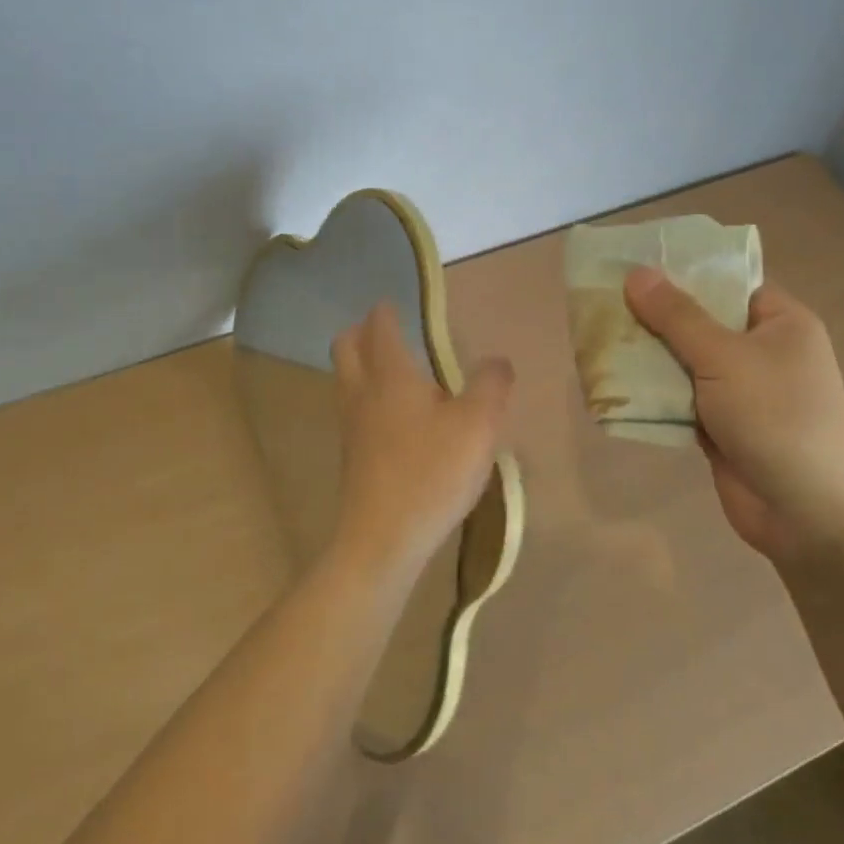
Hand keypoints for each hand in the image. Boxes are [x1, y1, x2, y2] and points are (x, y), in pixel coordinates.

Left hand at [329, 301, 513, 579]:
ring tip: (397, 372)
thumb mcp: (478, 424)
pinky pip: (353, 409)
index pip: (380, 325)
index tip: (398, 304)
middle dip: (362, 331)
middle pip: (346, 346)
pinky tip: (396, 419)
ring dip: (362, 365)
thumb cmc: (432, 472)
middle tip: (389, 332)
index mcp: (390, 374)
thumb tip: (497, 361)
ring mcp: (351, 425)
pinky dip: (367, 398)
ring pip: (346, 379)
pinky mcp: (352, 456)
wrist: (383, 539)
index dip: (387, 310)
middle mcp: (362, 392)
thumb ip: (491, 384)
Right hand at [624, 266, 843, 564]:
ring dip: (649, 354)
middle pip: (702, 320)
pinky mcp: (723, 424)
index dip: (684, 271)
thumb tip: (636, 273)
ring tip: (598, 336)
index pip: (728, 281)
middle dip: (655, 315)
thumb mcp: (724, 358)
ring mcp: (743, 390)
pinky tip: (614, 380)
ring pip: (686, 360)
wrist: (805, 516)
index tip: (635, 263)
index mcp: (782, 323)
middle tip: (604, 300)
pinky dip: (654, 391)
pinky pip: (682, 395)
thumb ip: (677, 316)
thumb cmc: (775, 419)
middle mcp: (764, 350)